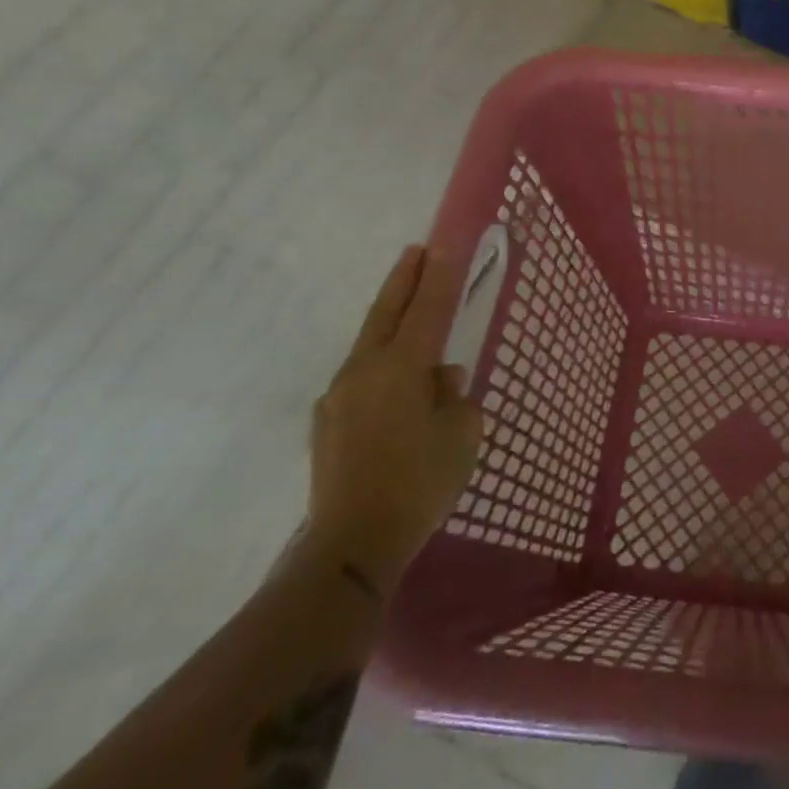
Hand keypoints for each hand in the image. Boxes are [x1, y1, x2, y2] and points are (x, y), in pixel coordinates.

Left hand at [303, 245, 483, 597]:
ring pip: (370, 346)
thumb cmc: (420, 482)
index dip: (440, 276)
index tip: (445, 244)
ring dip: (391, 325)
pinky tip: (398, 391)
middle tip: (416, 251)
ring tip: (415, 324)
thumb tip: (441, 377)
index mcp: (401, 367)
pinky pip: (361, 380)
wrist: (352, 544)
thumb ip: (454, 395)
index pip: (427, 309)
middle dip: (404, 280)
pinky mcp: (326, 424)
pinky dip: (382, 368)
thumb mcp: (461, 435)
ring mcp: (338, 396)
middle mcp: (364, 371)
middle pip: (385, 313)